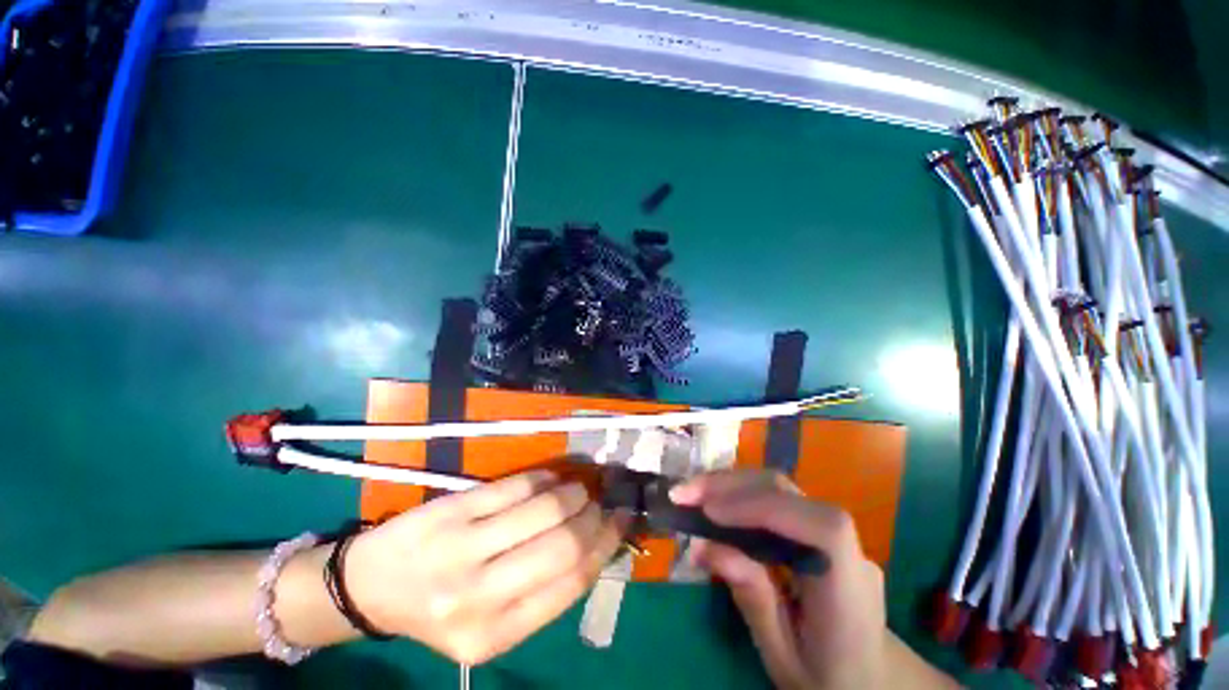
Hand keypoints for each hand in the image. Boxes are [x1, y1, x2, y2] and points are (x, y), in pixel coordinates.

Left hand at [343, 470, 625, 664]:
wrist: (370, 588)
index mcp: (494, 637)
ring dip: (572, 493)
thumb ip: (542, 591)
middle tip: (601, 503)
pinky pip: (514, 486)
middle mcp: (478, 598)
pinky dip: (542, 478)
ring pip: (543, 509)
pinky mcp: (451, 512)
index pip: (570, 584)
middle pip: (563, 546)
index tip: (620, 521)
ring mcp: (461, 550)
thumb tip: (596, 543)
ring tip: (579, 489)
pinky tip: (551, 479)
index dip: (605, 546)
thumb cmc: (439, 607)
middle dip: (593, 517)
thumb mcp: (489, 621)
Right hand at [670, 470, 886, 689]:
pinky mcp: (816, 525)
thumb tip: (703, 546)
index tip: (711, 513)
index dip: (764, 508)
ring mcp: (834, 531)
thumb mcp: (784, 656)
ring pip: (778, 487)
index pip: (821, 527)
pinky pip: (774, 498)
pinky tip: (715, 501)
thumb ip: (752, 599)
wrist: (870, 679)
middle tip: (683, 493)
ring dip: (729, 484)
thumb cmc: (828, 679)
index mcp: (850, 591)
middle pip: (788, 492)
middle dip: (730, 486)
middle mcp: (848, 548)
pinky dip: (739, 493)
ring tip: (691, 493)